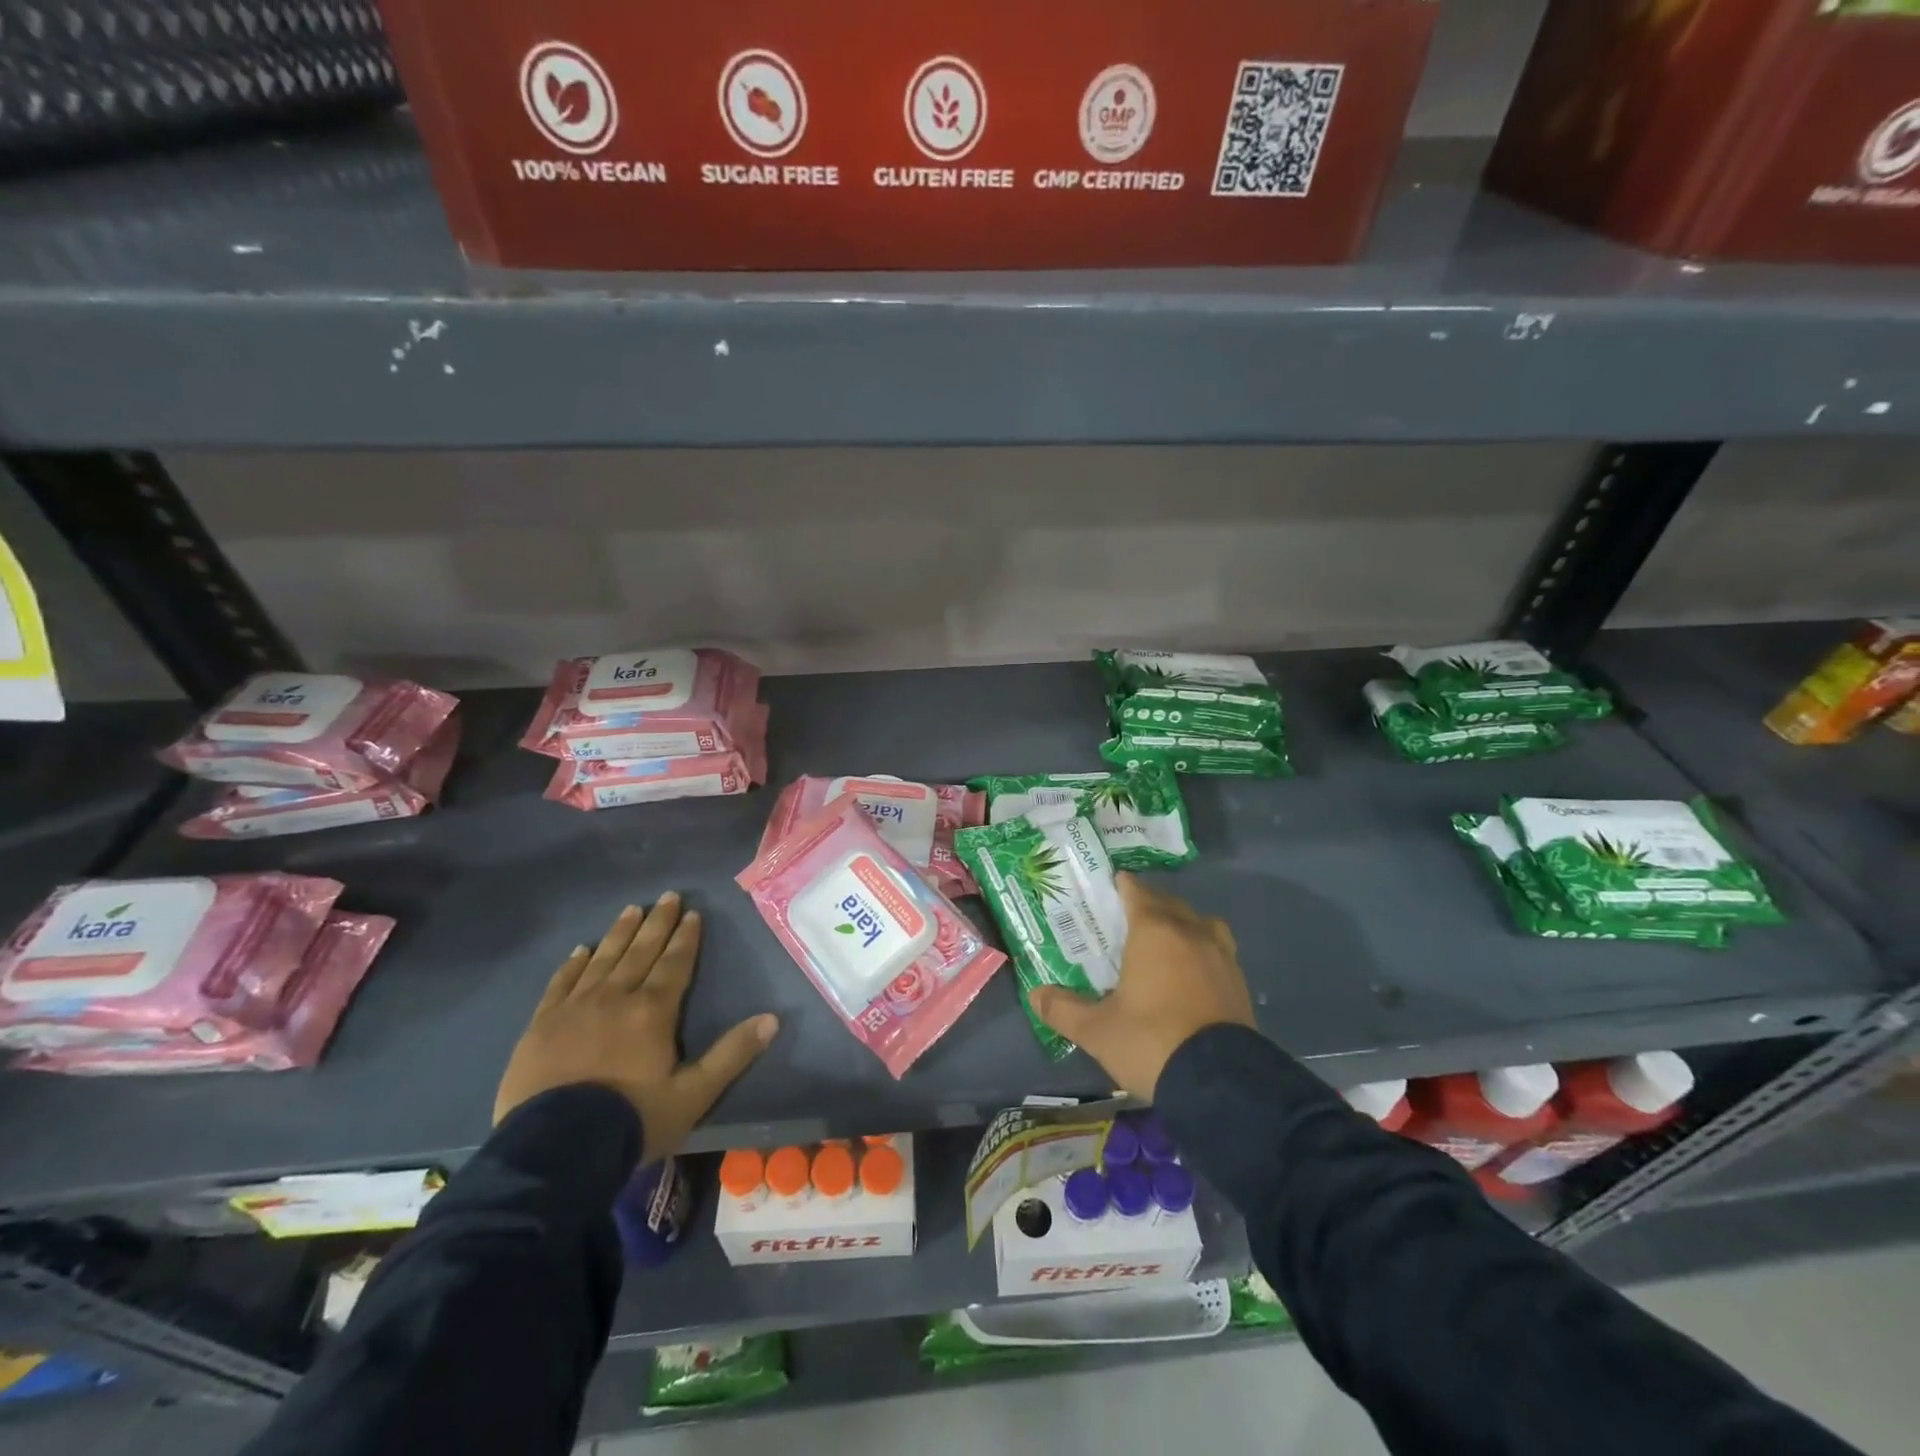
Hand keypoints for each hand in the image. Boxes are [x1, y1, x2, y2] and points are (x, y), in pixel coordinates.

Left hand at [494, 893, 778, 1163]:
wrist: (553, 1152)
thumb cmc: (631, 1121)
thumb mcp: (693, 1095)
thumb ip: (732, 1054)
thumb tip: (772, 1019)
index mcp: (653, 1011)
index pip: (675, 964)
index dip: (686, 938)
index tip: (693, 914)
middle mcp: (615, 998)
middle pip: (640, 952)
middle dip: (657, 923)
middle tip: (668, 896)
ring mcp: (574, 1008)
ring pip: (602, 960)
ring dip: (619, 933)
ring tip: (631, 909)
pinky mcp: (541, 1025)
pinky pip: (560, 984)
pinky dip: (573, 964)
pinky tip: (581, 950)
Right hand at [1029, 873, 1253, 1099]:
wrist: (1220, 1083)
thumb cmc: (1151, 1041)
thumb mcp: (1097, 1030)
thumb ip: (1063, 1009)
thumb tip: (1035, 994)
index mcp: (1153, 930)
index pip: (1136, 891)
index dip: (1121, 886)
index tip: (1107, 888)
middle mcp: (1190, 931)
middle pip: (1168, 903)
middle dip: (1148, 905)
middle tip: (1125, 920)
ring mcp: (1221, 955)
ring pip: (1199, 923)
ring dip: (1181, 924)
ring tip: (1164, 943)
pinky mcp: (1239, 982)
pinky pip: (1217, 950)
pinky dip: (1201, 951)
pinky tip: (1190, 974)